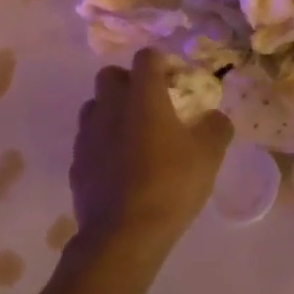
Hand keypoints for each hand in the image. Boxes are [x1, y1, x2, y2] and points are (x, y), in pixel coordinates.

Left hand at [69, 49, 233, 262]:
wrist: (123, 235)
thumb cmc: (171, 185)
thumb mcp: (209, 154)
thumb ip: (216, 127)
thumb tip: (213, 117)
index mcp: (143, 97)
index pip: (146, 58)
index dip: (162, 62)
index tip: (177, 80)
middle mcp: (110, 107)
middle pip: (110, 76)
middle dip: (130, 82)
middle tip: (152, 103)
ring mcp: (88, 136)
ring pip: (95, 107)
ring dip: (112, 111)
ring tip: (135, 134)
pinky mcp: (77, 164)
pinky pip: (89, 140)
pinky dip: (103, 143)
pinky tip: (121, 165)